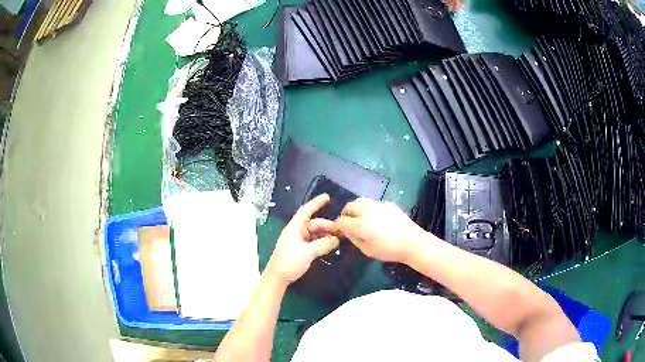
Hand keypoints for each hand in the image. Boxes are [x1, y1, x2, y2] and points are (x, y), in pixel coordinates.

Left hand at [265, 194, 339, 284]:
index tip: (327, 197)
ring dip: (325, 234)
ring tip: (338, 239)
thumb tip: (336, 239)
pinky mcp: (300, 249)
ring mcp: (298, 241)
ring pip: (315, 233)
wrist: (277, 278)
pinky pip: (313, 241)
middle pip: (313, 224)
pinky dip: (322, 241)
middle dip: (327, 225)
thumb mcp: (307, 252)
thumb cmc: (289, 262)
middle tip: (341, 231)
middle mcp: (296, 232)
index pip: (306, 211)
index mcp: (294, 228)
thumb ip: (323, 244)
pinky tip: (330, 245)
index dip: (316, 203)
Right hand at [335, 198, 425, 262]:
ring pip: (361, 200)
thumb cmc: (389, 250)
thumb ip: (354, 239)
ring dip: (356, 208)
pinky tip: (375, 217)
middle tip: (347, 222)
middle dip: (345, 214)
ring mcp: (379, 205)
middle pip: (349, 206)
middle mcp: (368, 211)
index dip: (337, 226)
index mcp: (361, 225)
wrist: (412, 243)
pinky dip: (369, 208)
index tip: (337, 230)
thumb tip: (347, 232)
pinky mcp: (389, 204)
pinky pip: (373, 202)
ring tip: (358, 216)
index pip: (341, 221)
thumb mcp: (367, 250)